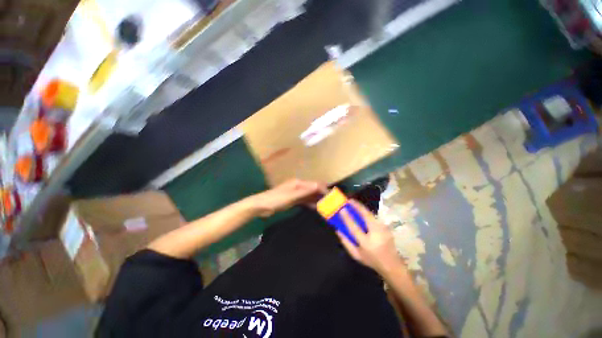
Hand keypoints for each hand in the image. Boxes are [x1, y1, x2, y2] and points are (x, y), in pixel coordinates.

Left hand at [249, 179, 326, 216]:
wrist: (262, 205)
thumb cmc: (276, 199)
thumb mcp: (291, 196)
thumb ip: (305, 191)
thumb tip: (318, 185)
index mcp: (299, 183)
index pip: (315, 184)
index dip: (324, 189)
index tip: (332, 197)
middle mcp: (299, 186)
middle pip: (313, 189)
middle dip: (322, 194)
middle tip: (331, 203)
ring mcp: (296, 193)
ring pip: (310, 195)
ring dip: (317, 199)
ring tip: (326, 206)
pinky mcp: (293, 200)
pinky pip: (305, 201)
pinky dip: (310, 203)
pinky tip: (316, 208)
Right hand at [337, 200, 404, 274]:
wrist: (392, 265)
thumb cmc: (372, 260)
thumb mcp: (356, 255)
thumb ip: (346, 242)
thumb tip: (338, 230)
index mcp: (366, 242)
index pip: (354, 227)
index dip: (347, 218)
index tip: (342, 209)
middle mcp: (376, 234)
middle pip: (366, 216)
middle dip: (357, 206)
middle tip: (349, 200)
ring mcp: (383, 229)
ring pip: (371, 215)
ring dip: (362, 208)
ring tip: (354, 203)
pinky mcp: (386, 227)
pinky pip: (374, 218)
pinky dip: (367, 213)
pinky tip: (362, 212)